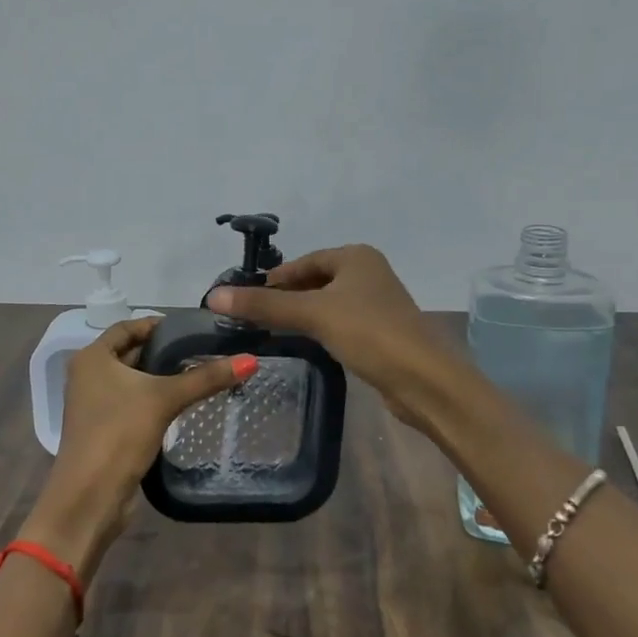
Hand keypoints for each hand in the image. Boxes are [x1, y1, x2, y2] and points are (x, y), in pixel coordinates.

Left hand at [22, 317, 255, 583]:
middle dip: (164, 351)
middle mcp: (89, 375)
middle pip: (131, 352)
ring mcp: (95, 404)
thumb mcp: (164, 399)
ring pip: (134, 380)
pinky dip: (155, 398)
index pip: (127, 327)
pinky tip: (184, 402)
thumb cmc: (119, 434)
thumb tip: (250, 360)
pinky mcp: (106, 428)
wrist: (90, 497)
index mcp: (93, 358)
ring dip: (162, 376)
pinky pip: (133, 402)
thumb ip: (206, 378)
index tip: (191, 326)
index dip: (158, 325)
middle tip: (203, 348)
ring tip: (201, 371)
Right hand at [205, 245, 457, 430]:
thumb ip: (264, 306)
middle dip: (287, 297)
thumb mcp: (313, 314)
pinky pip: (341, 323)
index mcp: (357, 257)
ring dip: (303, 314)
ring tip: (271, 331)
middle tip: (253, 317)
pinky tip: (306, 344)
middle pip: (316, 281)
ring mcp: (378, 304)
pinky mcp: (381, 333)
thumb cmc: (369, 333)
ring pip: (328, 303)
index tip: (245, 297)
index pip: (304, 261)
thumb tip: (213, 296)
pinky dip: (321, 330)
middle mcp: (369, 273)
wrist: (424, 380)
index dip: (275, 278)